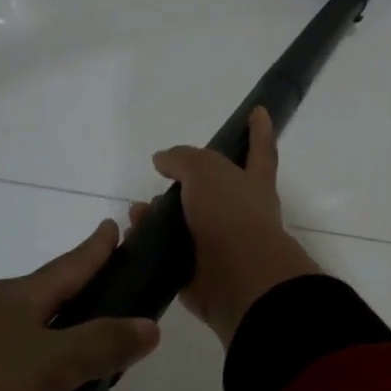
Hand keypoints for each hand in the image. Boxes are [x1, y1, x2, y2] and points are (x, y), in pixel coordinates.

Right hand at [138, 106, 321, 346]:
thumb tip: (163, 160)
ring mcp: (220, 245)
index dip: (259, 131)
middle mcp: (240, 213)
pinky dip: (150, 246)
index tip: (259, 111)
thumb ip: (184, 159)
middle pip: (211, 190)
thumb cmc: (231, 216)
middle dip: (185, 184)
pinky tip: (132, 238)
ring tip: (136, 212)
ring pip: (185, 223)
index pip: (259, 150)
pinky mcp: (199, 273)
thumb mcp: (206, 171)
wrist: (238, 280)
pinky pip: (170, 254)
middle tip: (159, 180)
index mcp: (252, 184)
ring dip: (159, 216)